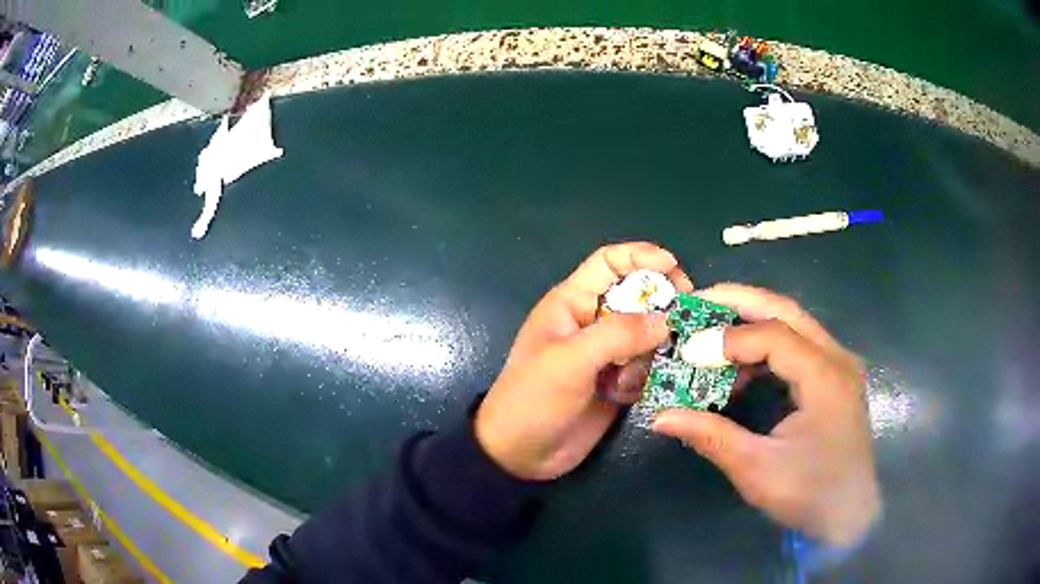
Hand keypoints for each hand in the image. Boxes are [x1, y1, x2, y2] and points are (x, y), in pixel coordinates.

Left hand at [475, 243, 692, 480]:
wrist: (521, 454)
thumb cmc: (535, 398)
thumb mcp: (572, 360)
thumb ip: (619, 335)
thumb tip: (667, 320)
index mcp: (573, 303)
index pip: (610, 262)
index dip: (642, 256)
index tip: (676, 268)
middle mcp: (593, 322)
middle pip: (638, 297)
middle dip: (661, 306)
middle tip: (684, 321)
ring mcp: (607, 354)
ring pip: (647, 335)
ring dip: (652, 350)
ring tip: (639, 374)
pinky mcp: (617, 382)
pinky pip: (645, 367)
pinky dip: (646, 376)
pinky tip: (627, 395)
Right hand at [652, 284, 879, 546]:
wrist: (849, 514)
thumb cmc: (808, 494)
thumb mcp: (756, 469)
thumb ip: (711, 436)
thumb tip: (660, 417)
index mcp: (825, 378)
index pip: (774, 335)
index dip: (728, 338)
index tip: (687, 350)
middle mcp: (837, 358)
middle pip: (786, 310)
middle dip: (739, 301)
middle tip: (696, 302)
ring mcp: (839, 364)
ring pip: (794, 322)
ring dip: (752, 321)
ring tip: (712, 331)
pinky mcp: (834, 376)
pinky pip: (798, 344)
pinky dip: (766, 345)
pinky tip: (741, 366)